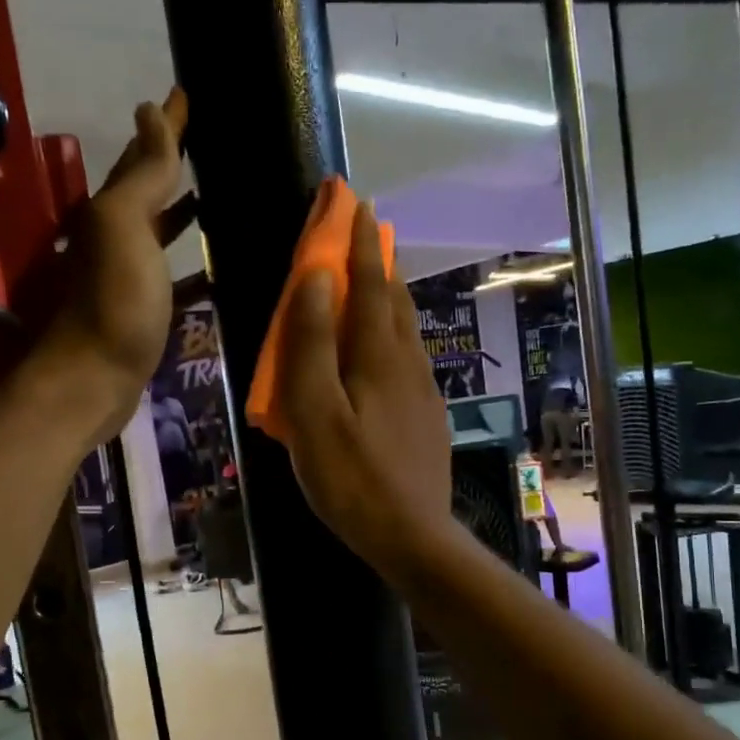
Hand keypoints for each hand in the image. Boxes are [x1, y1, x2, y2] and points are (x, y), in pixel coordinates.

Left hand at [26, 88, 189, 435]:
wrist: (95, 379)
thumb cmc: (115, 302)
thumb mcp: (125, 228)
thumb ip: (143, 174)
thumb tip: (148, 111)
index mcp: (114, 210)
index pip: (145, 153)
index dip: (167, 124)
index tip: (189, 93)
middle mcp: (120, 237)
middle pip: (151, 189)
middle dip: (176, 161)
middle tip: (214, 139)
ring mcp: (134, 276)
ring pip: (165, 232)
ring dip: (188, 212)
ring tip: (226, 194)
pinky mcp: (149, 311)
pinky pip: (178, 276)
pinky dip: (198, 266)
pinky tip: (222, 265)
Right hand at [272, 203, 454, 575]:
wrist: (411, 535)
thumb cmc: (351, 477)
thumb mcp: (314, 412)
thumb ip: (311, 345)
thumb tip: (316, 279)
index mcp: (378, 356)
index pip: (370, 283)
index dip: (360, 242)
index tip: (355, 203)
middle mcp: (408, 364)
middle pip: (396, 301)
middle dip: (379, 262)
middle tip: (365, 234)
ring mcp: (424, 392)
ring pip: (407, 331)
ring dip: (392, 298)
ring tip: (378, 283)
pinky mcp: (428, 418)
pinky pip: (410, 361)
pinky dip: (395, 338)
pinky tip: (387, 353)